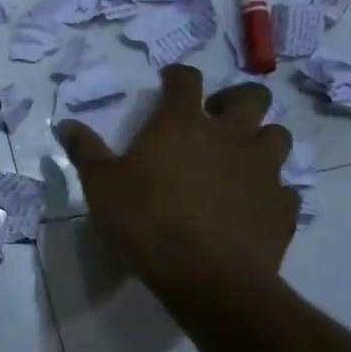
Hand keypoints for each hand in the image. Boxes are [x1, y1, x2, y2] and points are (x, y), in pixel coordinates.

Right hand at [56, 66, 296, 303]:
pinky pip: (284, 189)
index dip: (177, 76)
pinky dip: (270, 191)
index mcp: (183, 124)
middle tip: (215, 120)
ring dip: (260, 141)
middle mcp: (230, 136)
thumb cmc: (146, 221)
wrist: (207, 275)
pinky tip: (252, 205)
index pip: (186, 80)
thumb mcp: (100, 186)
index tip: (169, 82)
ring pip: (277, 136)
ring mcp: (263, 169)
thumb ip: (85, 151)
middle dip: (235, 100)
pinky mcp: (283, 205)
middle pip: (251, 96)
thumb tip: (65, 123)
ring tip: (239, 160)